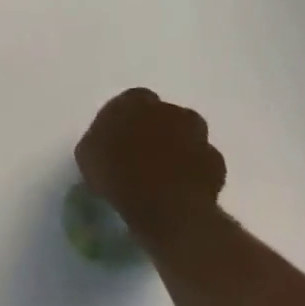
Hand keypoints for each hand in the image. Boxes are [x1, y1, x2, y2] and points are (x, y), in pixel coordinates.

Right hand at [75, 88, 226, 245]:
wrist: (162, 205)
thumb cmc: (116, 174)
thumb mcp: (88, 155)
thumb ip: (100, 140)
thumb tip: (105, 143)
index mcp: (134, 101)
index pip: (134, 99)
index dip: (129, 118)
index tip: (123, 137)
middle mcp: (168, 110)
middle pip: (166, 114)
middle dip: (160, 128)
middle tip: (146, 152)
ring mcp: (197, 135)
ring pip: (190, 135)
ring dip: (182, 146)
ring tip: (169, 170)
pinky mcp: (216, 162)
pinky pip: (206, 162)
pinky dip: (198, 171)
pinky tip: (186, 187)